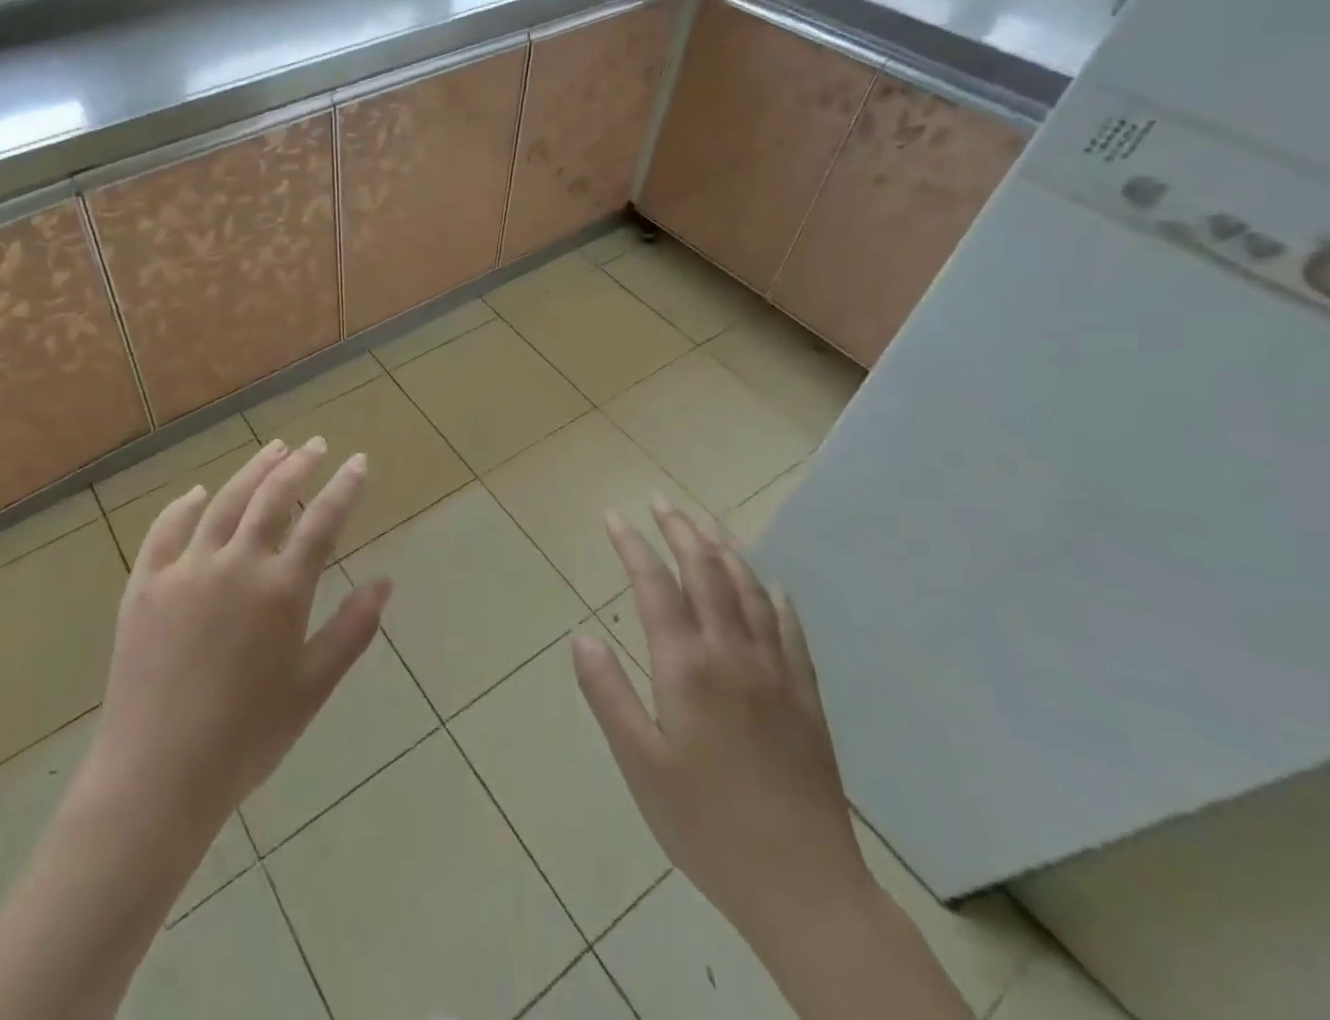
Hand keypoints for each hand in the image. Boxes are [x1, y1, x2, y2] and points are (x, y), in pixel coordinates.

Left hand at [87, 437, 391, 830]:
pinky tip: (197, 492)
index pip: (322, 521)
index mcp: (281, 590)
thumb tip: (385, 581)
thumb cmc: (247, 738)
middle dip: (299, 465)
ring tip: (273, 449)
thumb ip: (351, 630)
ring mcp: (186, 569)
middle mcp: (235, 564)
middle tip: (315, 445)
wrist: (157, 775)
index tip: (358, 461)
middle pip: (272, 497)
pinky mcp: (145, 583)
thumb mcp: (312, 688)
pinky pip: (166, 530)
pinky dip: (184, 505)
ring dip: (252, 470)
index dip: (345, 487)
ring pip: (224, 502)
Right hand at [573, 499, 875, 945]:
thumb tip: (581, 637)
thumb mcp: (640, 764)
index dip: (632, 545)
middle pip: (706, 572)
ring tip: (706, 526)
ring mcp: (776, 673)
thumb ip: (607, 695)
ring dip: (724, 551)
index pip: (655, 586)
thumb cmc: (707, 825)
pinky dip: (775, 598)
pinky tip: (772, 586)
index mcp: (686, 667)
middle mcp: (733, 655)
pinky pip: (791, 631)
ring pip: (750, 591)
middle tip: (660, 500)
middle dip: (680, 530)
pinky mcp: (806, 698)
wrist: (805, 888)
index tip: (614, 516)